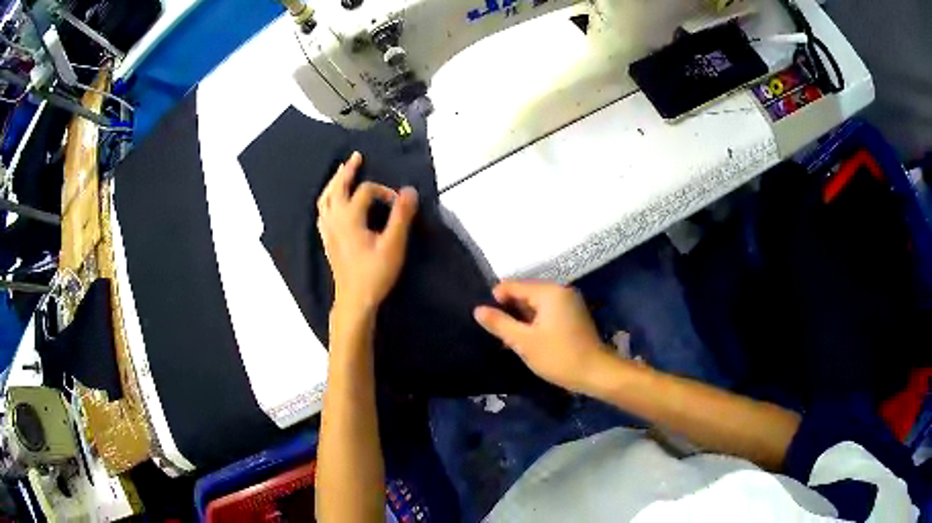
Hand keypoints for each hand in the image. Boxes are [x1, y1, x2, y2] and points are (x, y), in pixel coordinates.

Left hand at [317, 152, 418, 313]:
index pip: (365, 191)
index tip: (399, 203)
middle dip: (347, 171)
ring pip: (325, 198)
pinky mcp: (327, 239)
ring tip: (341, 172)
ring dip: (333, 182)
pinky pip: (322, 212)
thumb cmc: (375, 273)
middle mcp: (335, 219)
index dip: (384, 192)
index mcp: (349, 217)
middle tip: (356, 157)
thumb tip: (409, 190)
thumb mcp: (393, 245)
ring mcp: (328, 229)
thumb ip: (401, 216)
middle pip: (337, 187)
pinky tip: (331, 202)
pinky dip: (326, 200)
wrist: (355, 300)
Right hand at [474, 280, 617, 394]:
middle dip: (510, 310)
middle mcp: (561, 291)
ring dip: (522, 318)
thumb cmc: (558, 356)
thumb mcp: (524, 342)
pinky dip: (535, 322)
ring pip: (536, 304)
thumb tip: (478, 310)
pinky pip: (547, 311)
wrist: (596, 373)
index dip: (496, 299)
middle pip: (526, 293)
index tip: (487, 319)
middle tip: (496, 331)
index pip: (514, 285)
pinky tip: (527, 338)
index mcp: (549, 292)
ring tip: (508, 337)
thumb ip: (500, 323)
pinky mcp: (574, 315)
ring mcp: (570, 303)